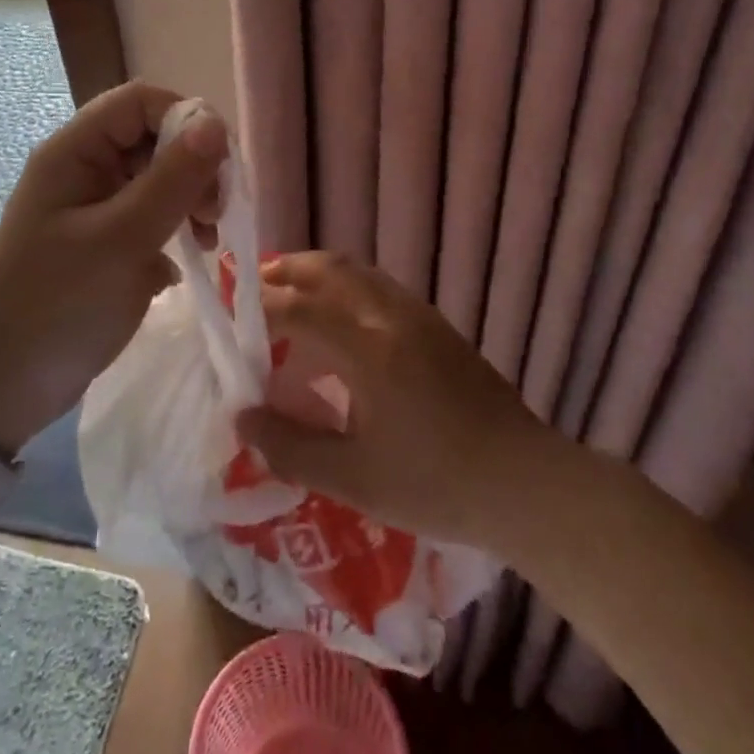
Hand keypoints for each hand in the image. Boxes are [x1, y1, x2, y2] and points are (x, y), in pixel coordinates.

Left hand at [0, 81, 227, 453]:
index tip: (219, 165)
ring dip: (191, 199)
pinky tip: (185, 260)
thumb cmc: (57, 305)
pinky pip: (154, 213)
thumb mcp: (120, 240)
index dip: (185, 119)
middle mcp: (85, 168)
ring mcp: (96, 205)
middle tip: (214, 214)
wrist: (5, 386)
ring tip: (205, 240)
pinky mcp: (108, 239)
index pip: (139, 102)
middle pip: (154, 138)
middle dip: (194, 167)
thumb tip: (216, 124)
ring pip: (160, 177)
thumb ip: (171, 180)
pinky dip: (177, 228)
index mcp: (73, 152)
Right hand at [236, 252, 547, 544]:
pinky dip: (343, 285)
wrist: (524, 482)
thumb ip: (291, 447)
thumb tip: (242, 417)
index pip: (297, 308)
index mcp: (367, 348)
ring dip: (315, 274)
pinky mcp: (436, 325)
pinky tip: (337, 319)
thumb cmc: (436, 484)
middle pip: (327, 269)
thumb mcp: (354, 478)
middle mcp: (390, 315)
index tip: (229, 320)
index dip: (257, 309)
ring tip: (287, 296)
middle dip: (283, 272)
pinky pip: (377, 285)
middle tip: (251, 292)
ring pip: (355, 271)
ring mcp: (418, 315)